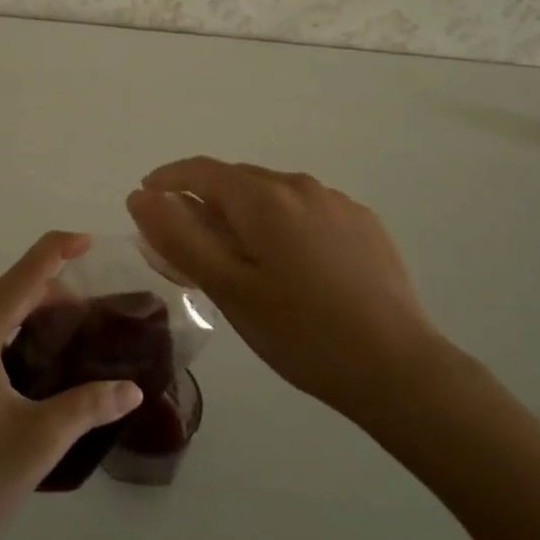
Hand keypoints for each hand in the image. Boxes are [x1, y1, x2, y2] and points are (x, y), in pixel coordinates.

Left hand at [0, 231, 143, 539]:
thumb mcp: (38, 443)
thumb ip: (88, 406)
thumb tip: (132, 390)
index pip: (22, 277)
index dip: (55, 251)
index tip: (84, 239)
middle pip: (1, 301)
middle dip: (43, 303)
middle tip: (82, 323)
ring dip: (15, 328)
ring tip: (49, 355)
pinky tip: (6, 381)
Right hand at [127, 158, 448, 426]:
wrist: (399, 369)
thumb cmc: (301, 333)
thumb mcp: (228, 289)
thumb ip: (180, 237)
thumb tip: (141, 196)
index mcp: (263, 198)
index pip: (202, 170)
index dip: (169, 179)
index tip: (146, 197)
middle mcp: (300, 186)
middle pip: (238, 180)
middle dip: (206, 200)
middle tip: (189, 241)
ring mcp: (337, 203)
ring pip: (274, 195)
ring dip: (246, 212)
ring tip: (240, 256)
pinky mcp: (364, 223)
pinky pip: (307, 210)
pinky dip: (283, 223)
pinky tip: (292, 265)